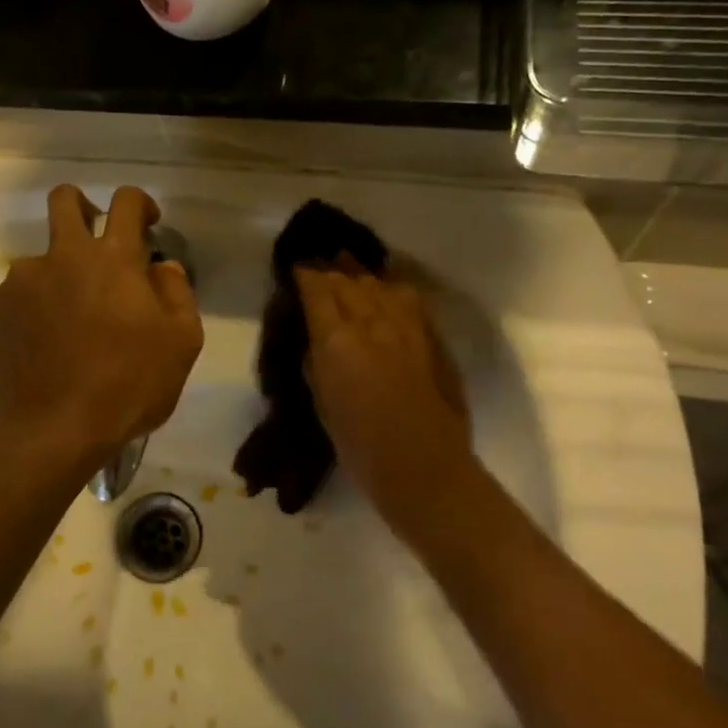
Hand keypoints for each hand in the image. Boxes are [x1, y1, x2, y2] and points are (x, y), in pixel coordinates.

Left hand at [0, 185, 202, 460]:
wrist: (56, 429)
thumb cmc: (129, 384)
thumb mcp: (182, 342)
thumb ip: (177, 293)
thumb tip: (163, 266)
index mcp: (113, 258)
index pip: (126, 201)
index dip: (140, 202)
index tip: (148, 222)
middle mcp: (63, 256)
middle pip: (64, 200)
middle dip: (82, 205)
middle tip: (95, 234)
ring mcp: (23, 282)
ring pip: (40, 257)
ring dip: (59, 273)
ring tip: (72, 318)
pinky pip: (19, 294)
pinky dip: (35, 306)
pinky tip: (46, 341)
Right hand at [294, 264, 475, 527]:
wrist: (423, 467)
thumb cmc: (360, 445)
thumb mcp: (322, 403)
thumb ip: (317, 364)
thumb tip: (317, 342)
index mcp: (336, 340)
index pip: (317, 290)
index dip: (305, 273)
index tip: (296, 266)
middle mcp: (370, 322)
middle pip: (348, 280)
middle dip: (331, 268)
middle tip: (319, 261)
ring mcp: (405, 326)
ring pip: (379, 283)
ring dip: (361, 272)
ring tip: (349, 263)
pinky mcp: (431, 335)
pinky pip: (409, 298)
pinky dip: (392, 286)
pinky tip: (387, 283)